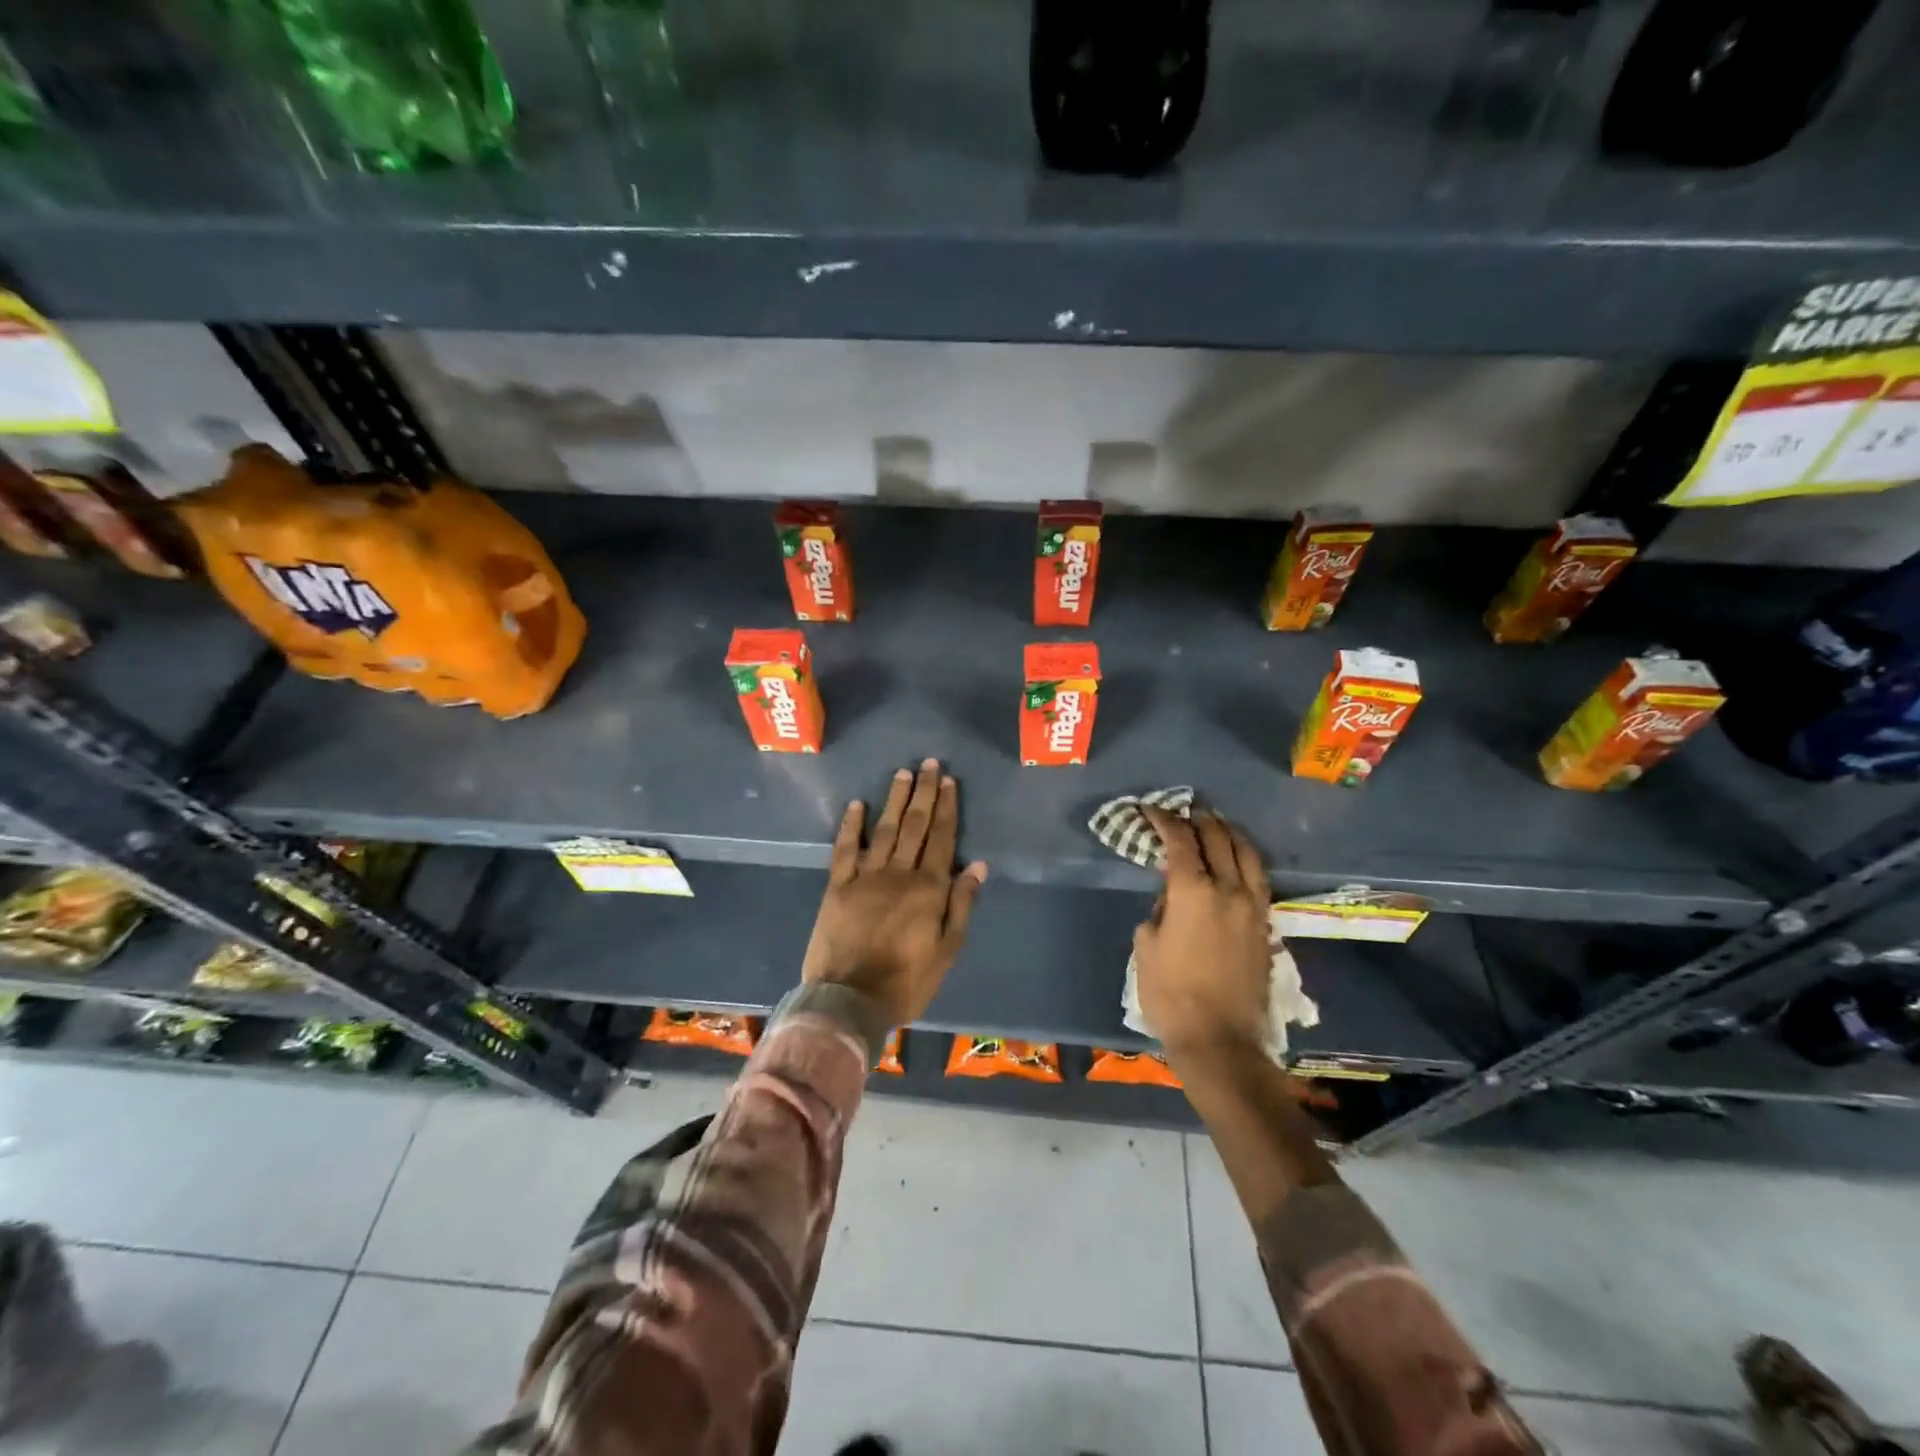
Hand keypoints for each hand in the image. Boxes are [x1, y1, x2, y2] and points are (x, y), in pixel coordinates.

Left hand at [802, 758, 987, 1027]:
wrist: (849, 1000)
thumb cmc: (906, 981)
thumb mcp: (947, 950)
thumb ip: (961, 905)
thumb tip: (977, 865)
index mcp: (929, 889)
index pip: (941, 839)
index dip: (947, 808)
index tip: (949, 782)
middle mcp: (899, 873)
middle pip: (915, 826)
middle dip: (924, 793)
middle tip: (930, 764)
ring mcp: (865, 877)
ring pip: (884, 830)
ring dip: (895, 800)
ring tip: (903, 774)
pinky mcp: (838, 886)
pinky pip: (845, 849)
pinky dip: (851, 826)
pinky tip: (857, 805)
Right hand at [1132, 807, 1272, 1055]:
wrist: (1220, 1039)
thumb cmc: (1170, 993)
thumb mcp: (1146, 945)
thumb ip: (1160, 908)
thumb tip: (1172, 893)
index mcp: (1193, 891)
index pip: (1180, 840)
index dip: (1164, 820)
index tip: (1151, 811)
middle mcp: (1228, 888)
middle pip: (1217, 838)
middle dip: (1198, 820)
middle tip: (1182, 813)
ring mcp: (1252, 906)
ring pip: (1246, 853)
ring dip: (1228, 833)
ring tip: (1215, 825)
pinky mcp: (1265, 924)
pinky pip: (1258, 877)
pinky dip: (1245, 858)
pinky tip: (1236, 860)